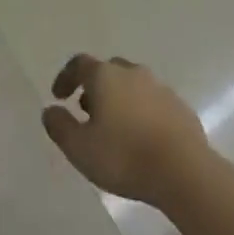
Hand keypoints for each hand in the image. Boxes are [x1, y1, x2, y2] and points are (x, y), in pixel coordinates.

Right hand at [42, 55, 214, 206]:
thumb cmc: (124, 157)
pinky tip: (140, 136)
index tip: (58, 96)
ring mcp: (159, 87)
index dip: (66, 78)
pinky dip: (140, 111)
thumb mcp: (80, 149)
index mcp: (106, 76)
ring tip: (113, 127)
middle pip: (107, 71)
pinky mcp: (179, 106)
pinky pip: (152, 101)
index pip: (79, 64)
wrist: (183, 170)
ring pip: (132, 84)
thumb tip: (50, 110)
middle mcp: (132, 72)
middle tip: (86, 112)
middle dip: (94, 87)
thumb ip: (60, 127)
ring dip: (118, 99)